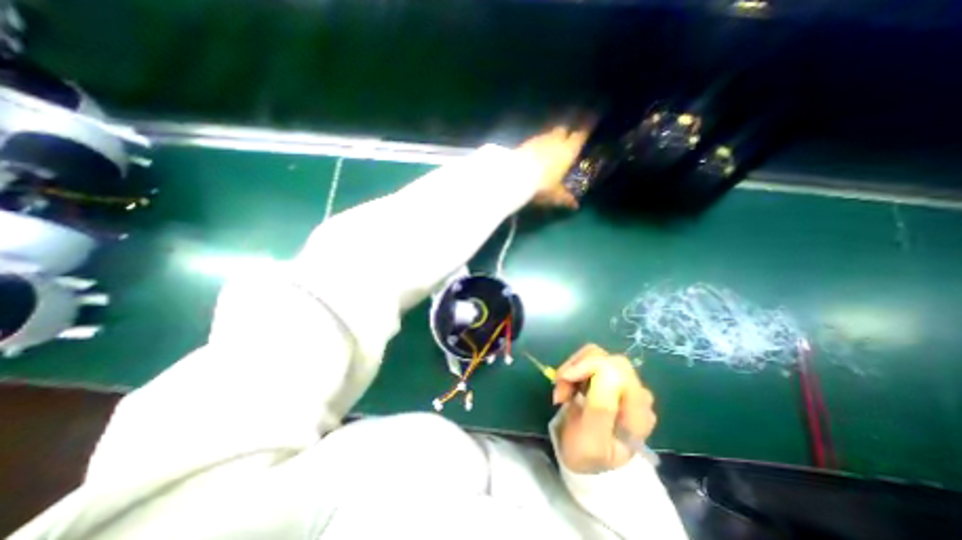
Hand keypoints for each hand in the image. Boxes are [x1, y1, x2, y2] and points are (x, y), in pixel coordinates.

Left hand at [519, 124, 594, 208]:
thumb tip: (576, 206)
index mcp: (568, 150)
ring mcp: (539, 139)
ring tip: (550, 149)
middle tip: (566, 143)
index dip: (584, 133)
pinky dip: (538, 145)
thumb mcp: (555, 195)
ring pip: (548, 134)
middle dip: (566, 134)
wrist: (516, 178)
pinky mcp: (525, 143)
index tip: (587, 132)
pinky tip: (535, 154)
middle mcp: (556, 140)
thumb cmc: (542, 186)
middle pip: (563, 130)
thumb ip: (566, 198)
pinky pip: (535, 140)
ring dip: (551, 139)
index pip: (580, 136)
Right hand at [552, 346, 656, 472]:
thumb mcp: (592, 441)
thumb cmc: (588, 456)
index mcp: (638, 411)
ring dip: (573, 368)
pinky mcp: (607, 377)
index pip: (619, 369)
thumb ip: (602, 408)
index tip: (565, 378)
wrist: (585, 462)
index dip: (590, 366)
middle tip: (561, 390)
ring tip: (562, 391)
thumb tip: (605, 369)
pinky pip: (589, 360)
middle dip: (578, 368)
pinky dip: (573, 369)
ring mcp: (622, 383)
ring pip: (596, 355)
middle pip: (607, 359)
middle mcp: (635, 393)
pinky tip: (567, 387)